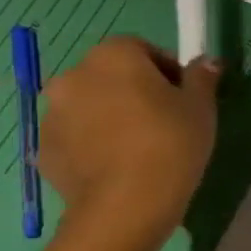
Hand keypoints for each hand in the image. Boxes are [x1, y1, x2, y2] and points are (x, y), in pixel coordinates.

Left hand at [40, 36, 219, 245]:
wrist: (127, 202)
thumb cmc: (171, 142)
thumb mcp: (201, 107)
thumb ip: (202, 78)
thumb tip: (207, 61)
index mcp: (113, 57)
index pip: (140, 47)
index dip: (165, 68)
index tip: (183, 94)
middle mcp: (73, 76)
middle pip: (109, 74)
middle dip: (133, 89)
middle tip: (163, 119)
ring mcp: (52, 113)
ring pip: (89, 105)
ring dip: (110, 115)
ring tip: (140, 146)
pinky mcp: (43, 147)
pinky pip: (75, 135)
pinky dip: (93, 142)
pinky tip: (119, 165)